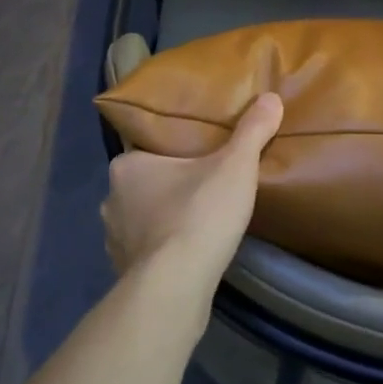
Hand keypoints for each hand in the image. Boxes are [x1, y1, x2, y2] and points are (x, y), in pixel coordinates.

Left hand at [101, 93, 283, 290]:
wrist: (175, 286)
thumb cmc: (199, 215)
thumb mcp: (235, 167)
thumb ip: (252, 131)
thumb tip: (271, 97)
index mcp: (127, 166)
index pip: (147, 148)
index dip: (171, 152)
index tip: (196, 157)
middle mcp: (111, 198)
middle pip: (143, 185)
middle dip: (168, 187)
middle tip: (203, 188)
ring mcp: (113, 238)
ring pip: (141, 219)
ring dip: (162, 220)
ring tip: (196, 223)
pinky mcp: (121, 271)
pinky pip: (143, 252)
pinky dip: (160, 252)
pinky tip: (184, 256)